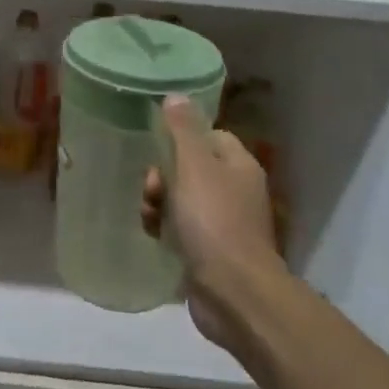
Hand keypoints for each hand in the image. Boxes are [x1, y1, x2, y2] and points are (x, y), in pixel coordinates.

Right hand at [142, 94, 283, 352]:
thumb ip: (182, 130)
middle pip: (191, 168)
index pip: (209, 136)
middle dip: (164, 175)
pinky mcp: (211, 253)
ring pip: (182, 200)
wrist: (234, 293)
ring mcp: (225, 224)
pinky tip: (154, 235)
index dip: (182, 138)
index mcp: (239, 165)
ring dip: (159, 203)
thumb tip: (176, 95)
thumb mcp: (194, 167)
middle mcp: (236, 191)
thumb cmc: (214, 221)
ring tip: (149, 216)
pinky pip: (181, 230)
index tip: (158, 146)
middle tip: (152, 187)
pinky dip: (166, 229)